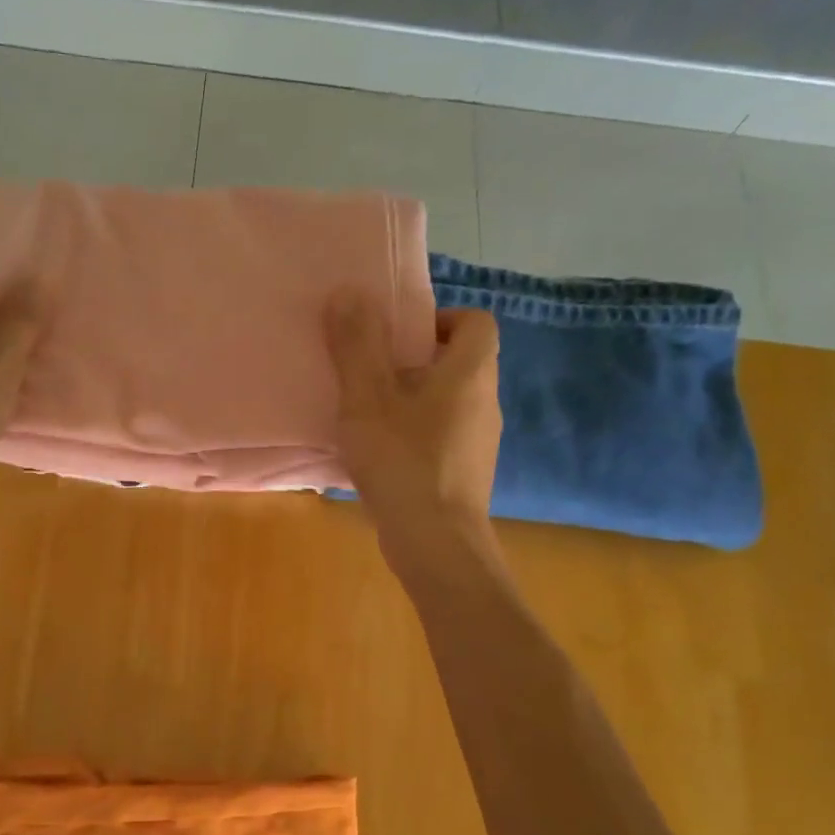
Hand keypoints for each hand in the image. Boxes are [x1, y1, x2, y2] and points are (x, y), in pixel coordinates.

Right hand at [326, 290, 502, 569]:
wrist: (436, 543)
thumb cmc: (403, 461)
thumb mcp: (367, 399)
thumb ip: (356, 346)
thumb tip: (348, 292)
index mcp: (470, 372)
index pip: (474, 322)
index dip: (438, 319)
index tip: (396, 337)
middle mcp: (485, 401)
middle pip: (458, 362)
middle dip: (414, 361)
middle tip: (370, 374)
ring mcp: (480, 441)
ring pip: (449, 402)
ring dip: (413, 400)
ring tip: (369, 415)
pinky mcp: (468, 473)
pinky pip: (444, 436)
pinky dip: (417, 434)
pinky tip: (382, 454)